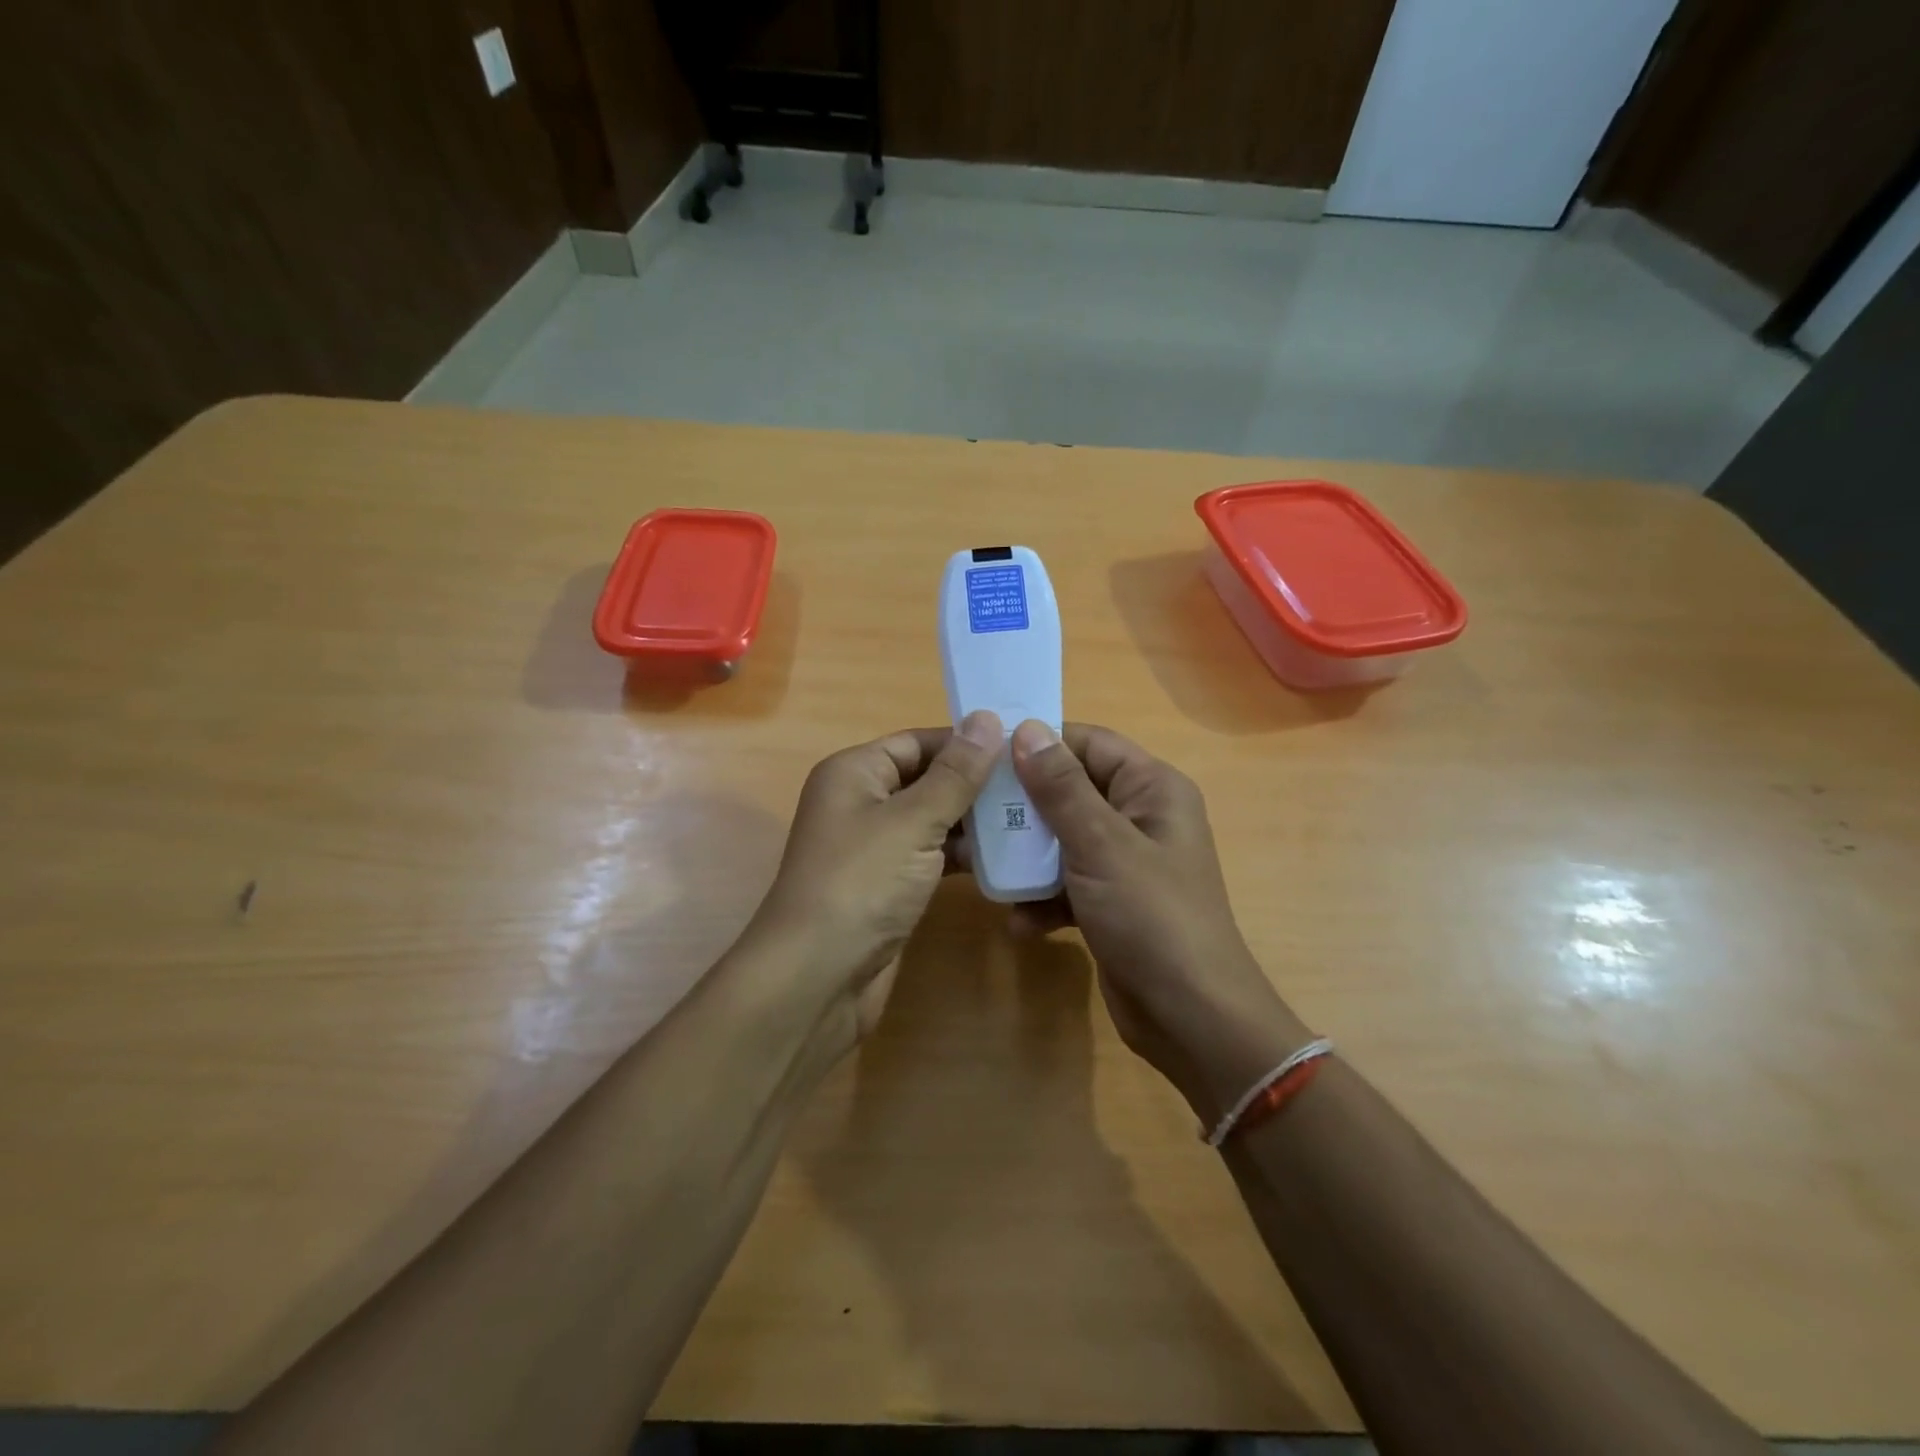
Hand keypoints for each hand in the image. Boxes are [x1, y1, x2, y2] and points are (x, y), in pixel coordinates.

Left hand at [746, 710, 1002, 1052]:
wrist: (818, 977)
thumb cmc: (862, 883)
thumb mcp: (913, 821)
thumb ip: (955, 774)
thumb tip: (988, 718)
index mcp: (855, 772)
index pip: (917, 741)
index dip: (966, 742)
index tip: (1022, 746)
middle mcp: (860, 802)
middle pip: (926, 779)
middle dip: (976, 783)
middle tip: (1035, 785)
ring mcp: (874, 847)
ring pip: (932, 820)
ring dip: (975, 820)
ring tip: (1031, 817)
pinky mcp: (888, 885)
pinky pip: (931, 856)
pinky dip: (962, 855)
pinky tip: (1005, 857)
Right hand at [1007, 720, 1314, 1125]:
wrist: (1191, 1019)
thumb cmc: (1151, 917)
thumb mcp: (1101, 846)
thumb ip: (1061, 788)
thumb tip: (1027, 729)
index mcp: (1152, 789)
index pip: (1090, 743)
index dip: (1041, 743)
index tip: (986, 754)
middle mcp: (1140, 817)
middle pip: (1070, 791)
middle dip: (1025, 807)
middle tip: (975, 815)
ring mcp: (1125, 862)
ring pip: (1062, 839)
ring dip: (1027, 857)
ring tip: (988, 869)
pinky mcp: (1111, 901)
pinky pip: (1067, 883)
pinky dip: (1043, 898)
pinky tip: (1020, 923)